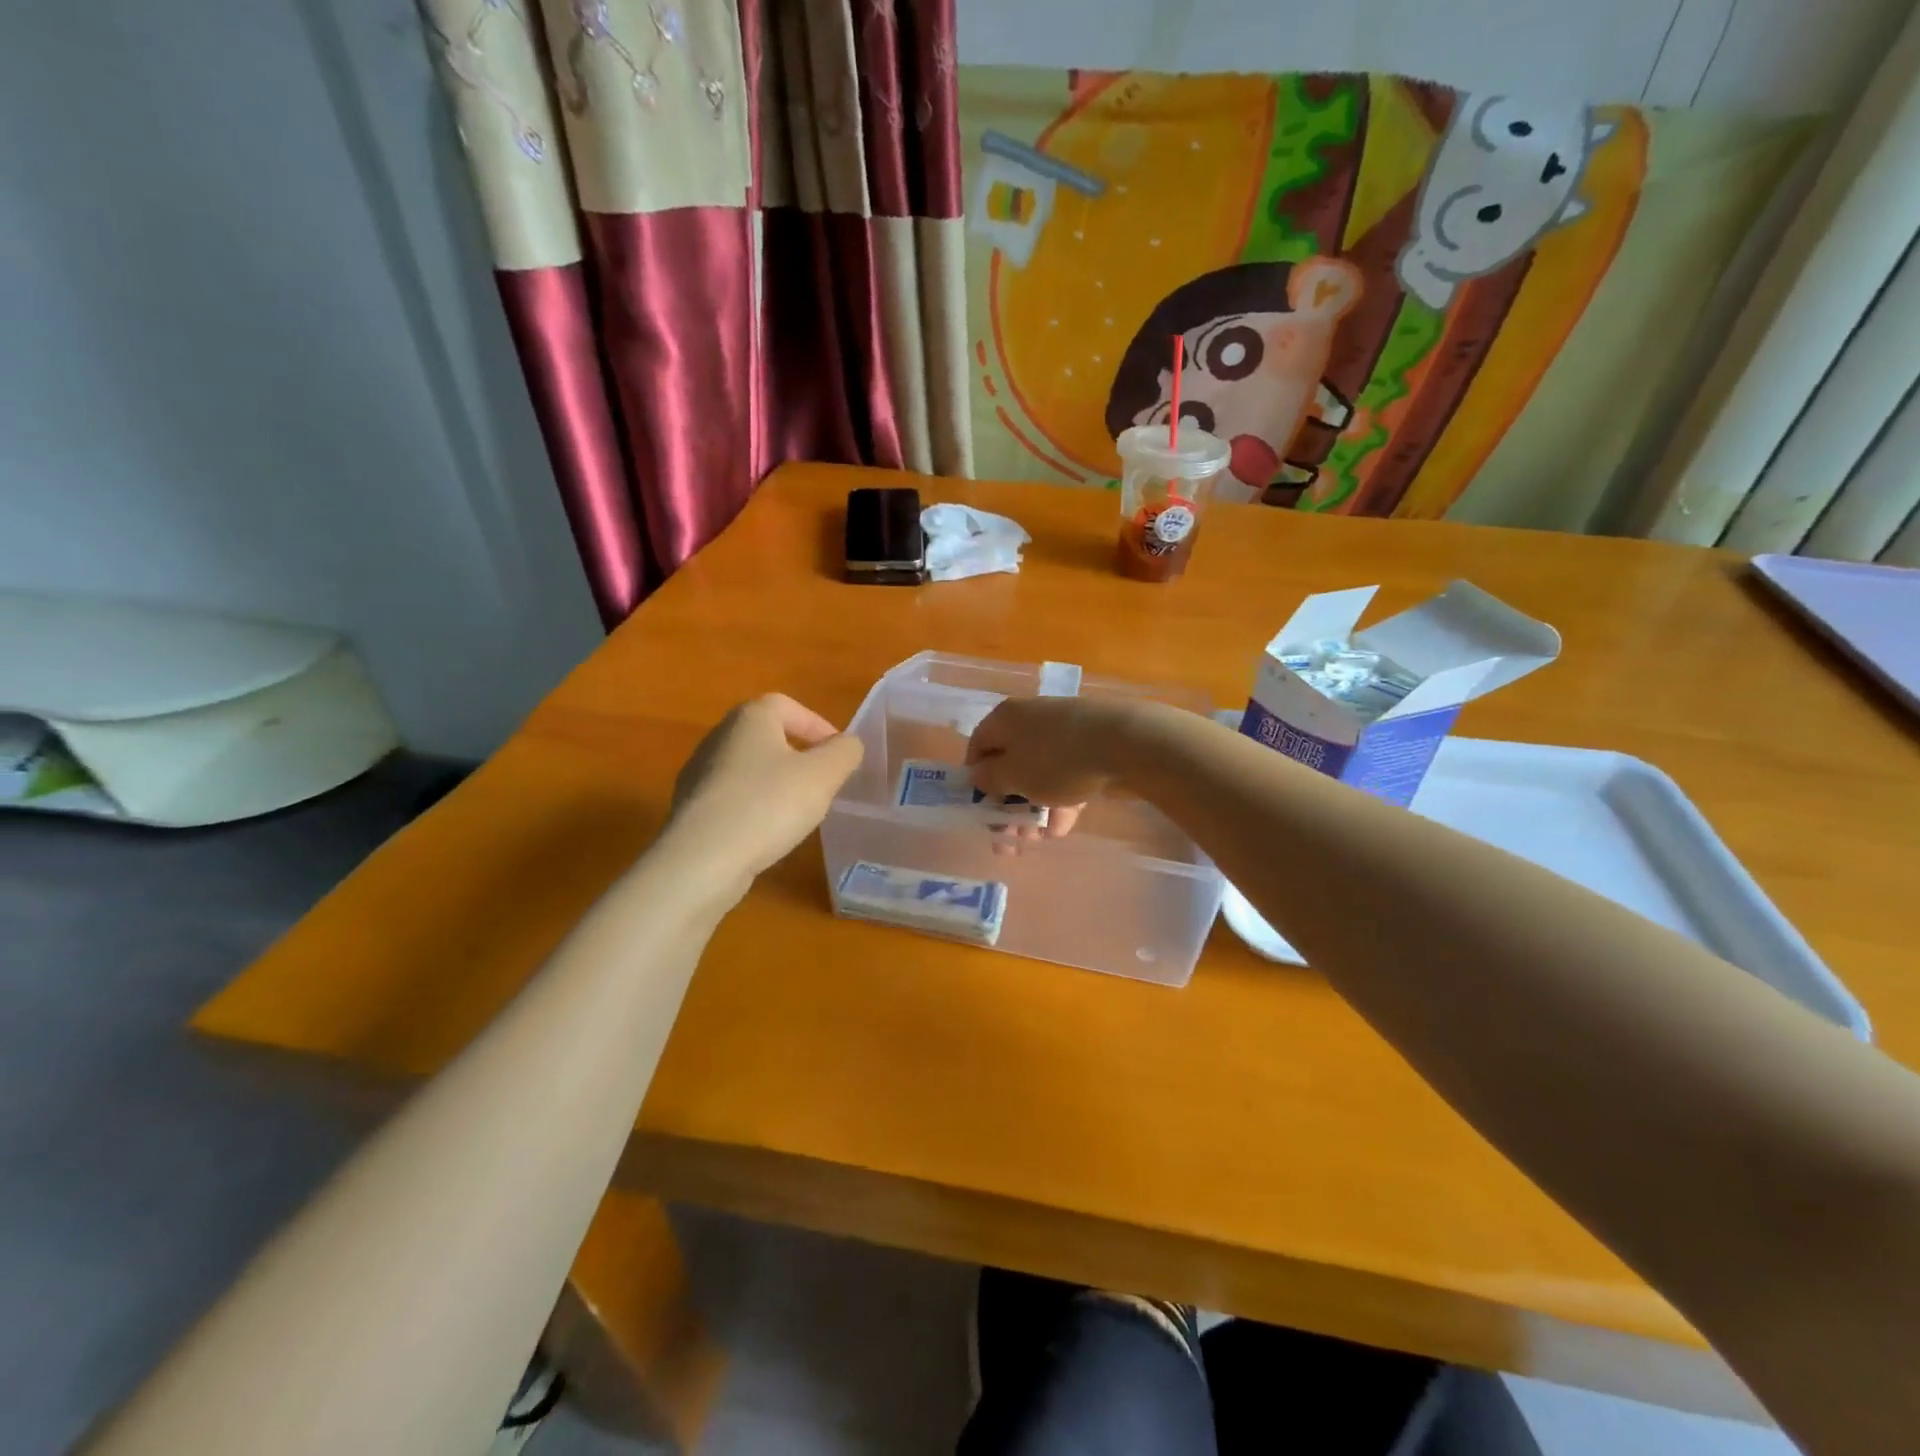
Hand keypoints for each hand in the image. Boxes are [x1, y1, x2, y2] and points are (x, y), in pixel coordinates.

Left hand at [668, 694, 863, 888]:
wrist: (702, 859)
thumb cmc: (768, 804)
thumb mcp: (823, 775)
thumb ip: (845, 752)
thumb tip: (847, 744)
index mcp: (750, 718)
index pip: (787, 706)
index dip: (818, 725)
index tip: (837, 755)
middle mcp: (719, 737)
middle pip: (766, 736)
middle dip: (798, 755)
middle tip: (822, 782)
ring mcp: (699, 774)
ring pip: (748, 768)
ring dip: (775, 783)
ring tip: (797, 811)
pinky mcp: (691, 809)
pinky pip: (732, 798)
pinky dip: (754, 807)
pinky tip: (766, 833)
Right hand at [965, 696, 1144, 841]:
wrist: (1126, 744)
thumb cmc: (1056, 759)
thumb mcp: (1013, 776)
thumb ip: (989, 779)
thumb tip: (978, 775)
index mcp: (1006, 718)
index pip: (978, 746)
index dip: (974, 779)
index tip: (978, 809)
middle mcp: (1031, 720)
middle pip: (1010, 765)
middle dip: (1006, 806)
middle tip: (1006, 839)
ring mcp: (1064, 734)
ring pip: (1039, 775)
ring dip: (1032, 811)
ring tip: (1034, 842)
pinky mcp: (1091, 750)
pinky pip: (1066, 778)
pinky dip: (1060, 803)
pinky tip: (1060, 831)